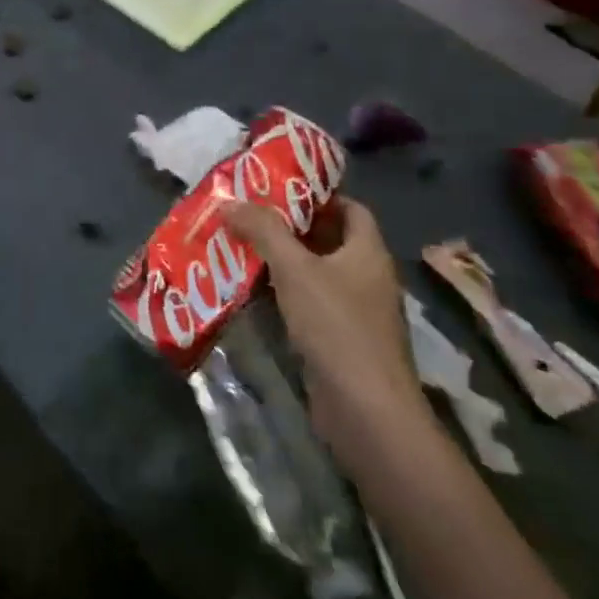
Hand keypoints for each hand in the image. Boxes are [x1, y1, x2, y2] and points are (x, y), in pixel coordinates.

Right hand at [222, 197, 428, 457]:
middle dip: (290, 226)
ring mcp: (356, 311)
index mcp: (368, 252)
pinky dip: (284, 292)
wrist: (366, 410)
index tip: (278, 187)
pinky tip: (252, 290)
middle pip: (329, 239)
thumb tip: (230, 200)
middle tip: (248, 213)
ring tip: (241, 245)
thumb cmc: (336, 327)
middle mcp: (367, 276)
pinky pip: (310, 302)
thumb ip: (263, 231)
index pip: (350, 208)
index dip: (318, 194)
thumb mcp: (295, 269)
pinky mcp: (341, 339)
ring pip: (316, 272)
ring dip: (283, 260)